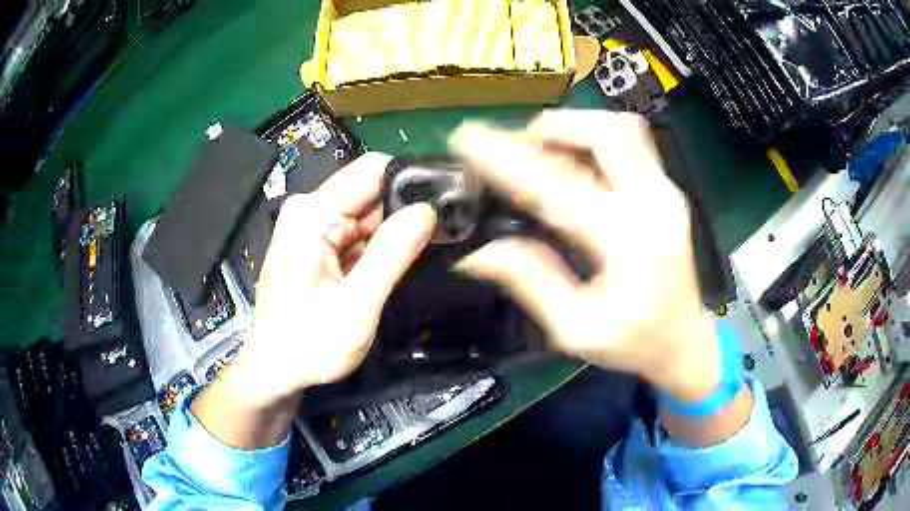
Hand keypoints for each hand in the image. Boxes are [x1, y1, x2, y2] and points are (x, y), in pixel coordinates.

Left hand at [212, 153, 435, 414]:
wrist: (274, 371)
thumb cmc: (308, 347)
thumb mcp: (355, 308)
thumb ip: (390, 256)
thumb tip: (427, 211)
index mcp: (312, 215)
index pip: (373, 170)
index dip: (412, 182)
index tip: (446, 202)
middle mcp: (309, 210)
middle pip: (372, 190)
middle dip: (407, 210)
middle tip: (443, 235)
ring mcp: (312, 225)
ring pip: (369, 212)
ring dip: (396, 230)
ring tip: (425, 252)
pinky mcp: (317, 242)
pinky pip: (359, 231)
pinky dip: (380, 244)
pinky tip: (397, 262)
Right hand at [450, 110, 719, 402]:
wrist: (687, 343)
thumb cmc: (636, 343)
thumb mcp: (577, 328)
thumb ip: (532, 282)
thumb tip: (479, 252)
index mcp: (629, 243)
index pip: (559, 186)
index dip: (508, 159)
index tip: (468, 139)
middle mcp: (654, 204)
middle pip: (608, 132)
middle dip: (554, 127)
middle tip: (518, 145)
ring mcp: (666, 192)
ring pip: (621, 130)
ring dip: (575, 129)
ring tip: (541, 151)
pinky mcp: (667, 192)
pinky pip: (630, 146)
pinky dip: (593, 142)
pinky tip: (571, 164)